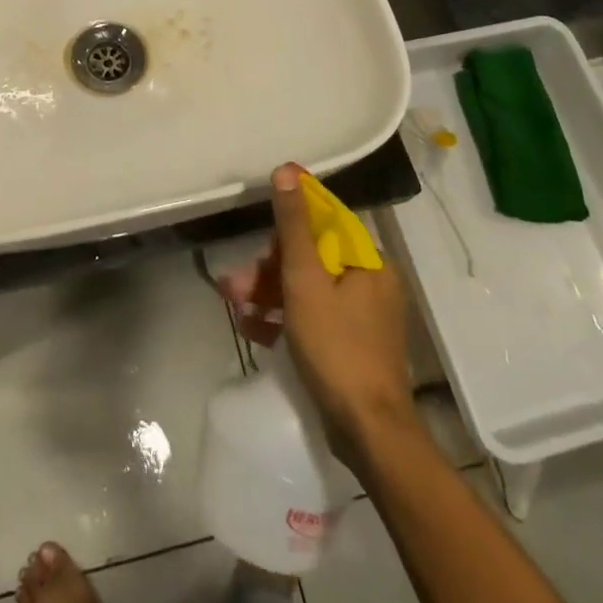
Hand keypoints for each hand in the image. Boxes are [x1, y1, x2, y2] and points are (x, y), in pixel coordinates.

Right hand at [219, 162, 417, 448]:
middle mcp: (370, 283)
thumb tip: (287, 170)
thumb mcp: (305, 280)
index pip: (324, 224)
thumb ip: (293, 225)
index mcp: (368, 262)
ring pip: (307, 290)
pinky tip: (251, 327)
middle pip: (311, 259)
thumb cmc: (336, 347)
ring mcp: (362, 318)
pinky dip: (283, 318)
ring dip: (268, 293)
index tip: (257, 243)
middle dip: (267, 269)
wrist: (368, 433)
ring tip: (232, 304)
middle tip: (233, 284)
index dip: (286, 228)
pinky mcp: (351, 346)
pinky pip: (313, 318)